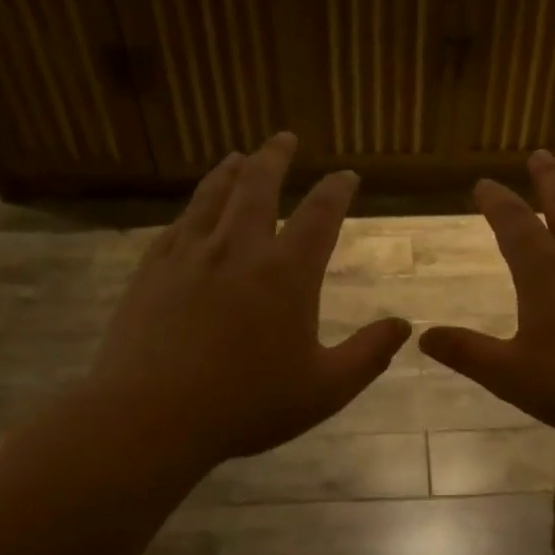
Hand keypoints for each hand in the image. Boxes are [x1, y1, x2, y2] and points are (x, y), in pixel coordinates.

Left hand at [89, 133, 409, 464]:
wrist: (151, 416)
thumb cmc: (247, 405)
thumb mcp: (325, 389)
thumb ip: (368, 354)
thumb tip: (403, 326)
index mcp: (286, 274)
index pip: (320, 215)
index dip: (337, 190)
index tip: (346, 176)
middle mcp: (239, 249)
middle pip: (259, 186)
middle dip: (276, 157)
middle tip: (284, 138)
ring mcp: (190, 256)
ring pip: (214, 196)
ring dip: (231, 171)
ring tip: (239, 156)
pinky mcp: (152, 270)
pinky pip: (178, 225)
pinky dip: (194, 207)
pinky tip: (194, 210)